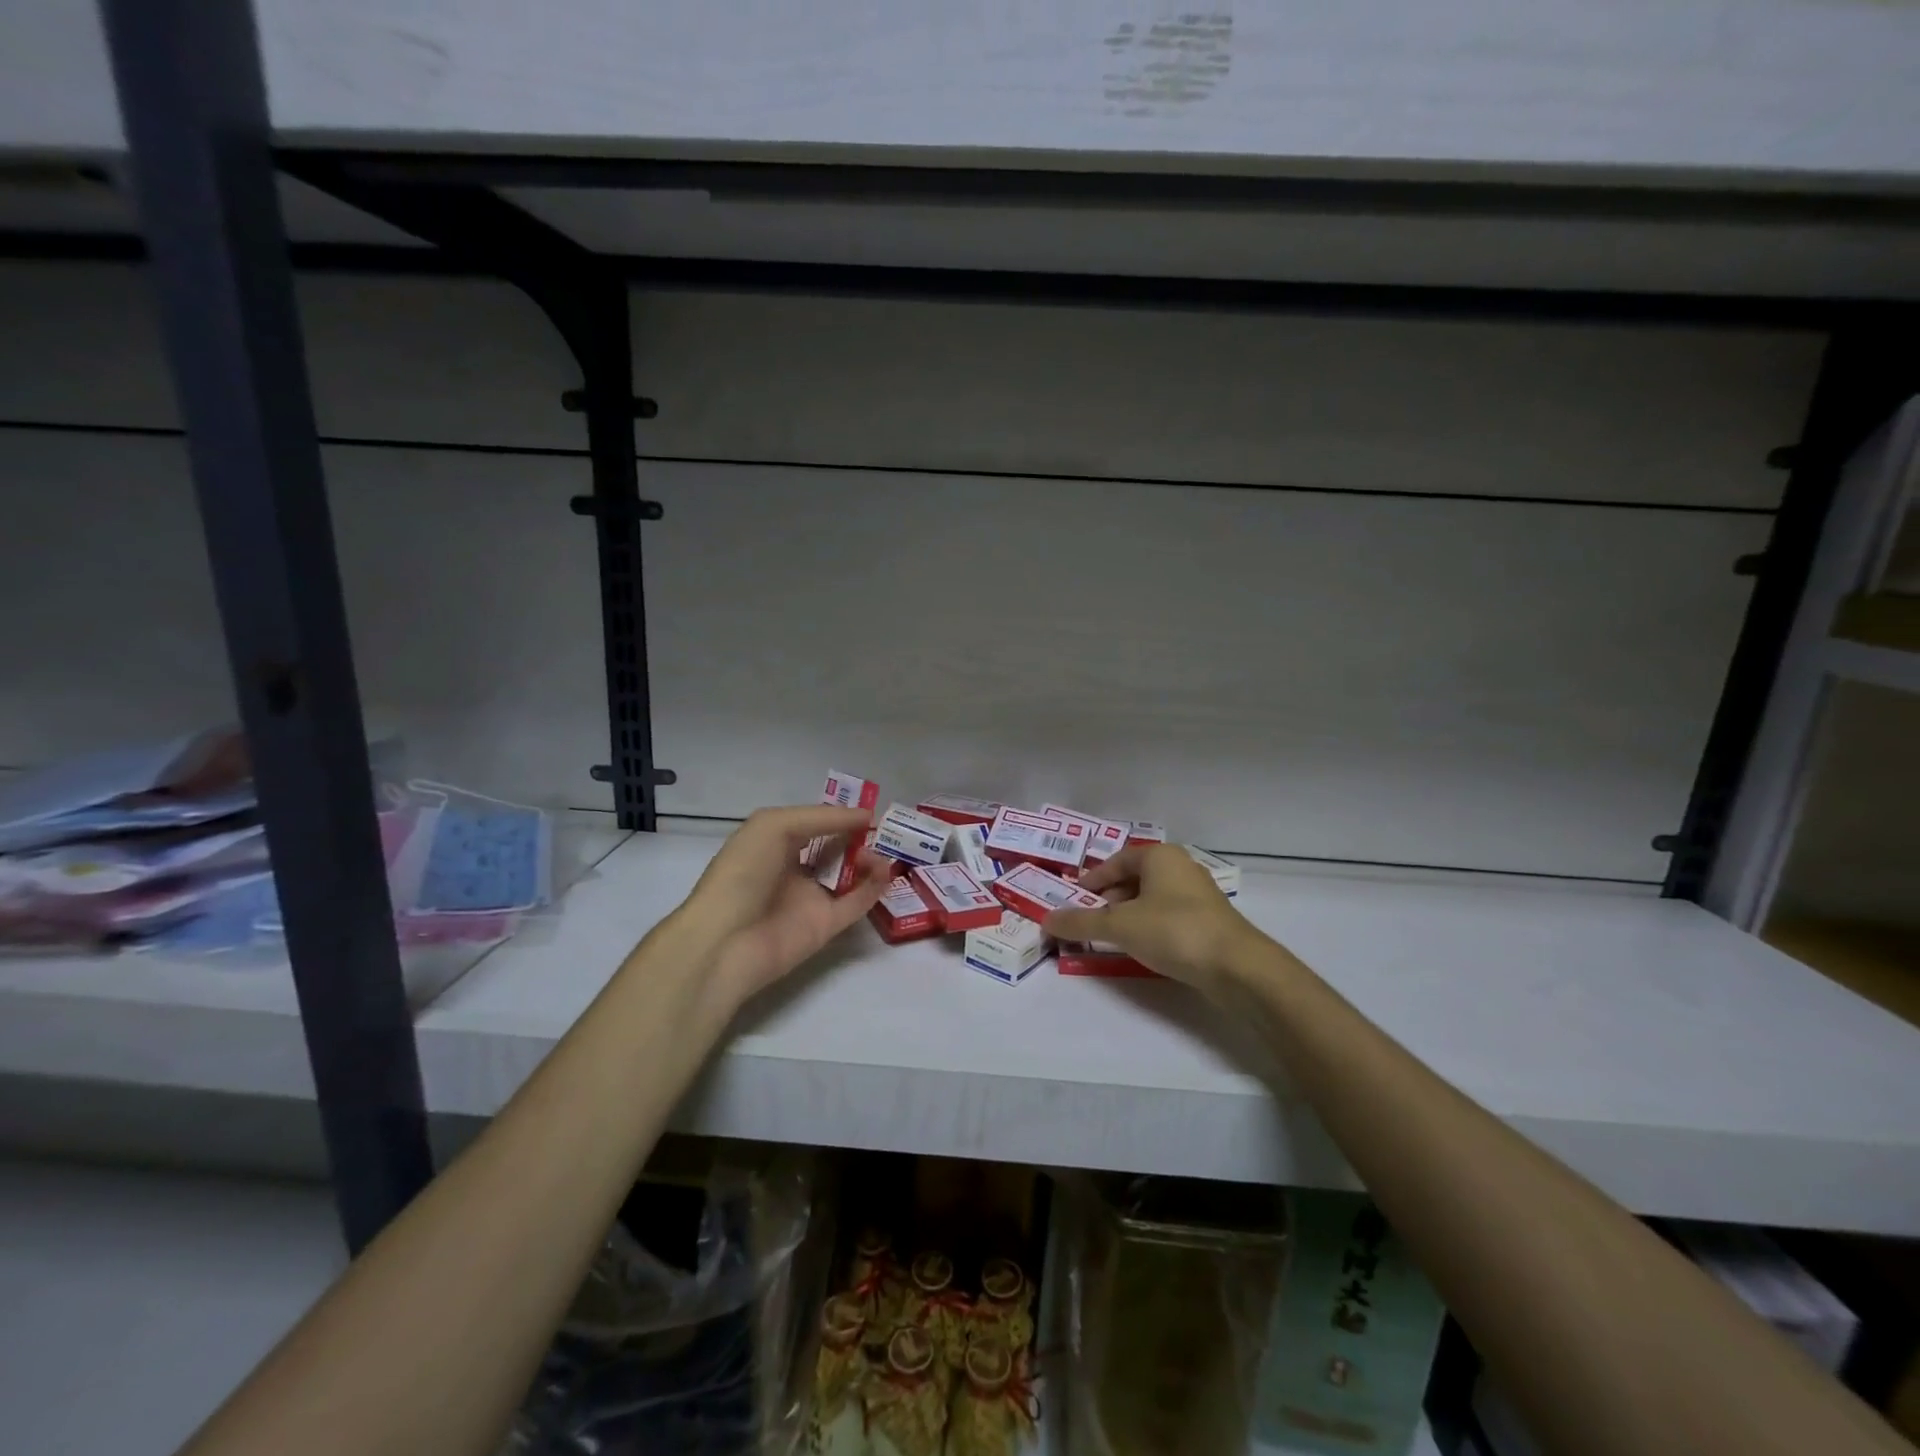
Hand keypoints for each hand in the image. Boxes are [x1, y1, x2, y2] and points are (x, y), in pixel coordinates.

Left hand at [676, 805, 892, 1006]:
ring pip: (849, 875)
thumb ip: (821, 818)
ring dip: (869, 860)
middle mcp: (793, 870)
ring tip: (880, 853)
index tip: (868, 809)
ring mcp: (810, 899)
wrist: (725, 940)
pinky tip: (885, 871)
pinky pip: (856, 904)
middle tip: (883, 829)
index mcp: (774, 844)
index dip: (839, 816)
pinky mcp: (826, 927)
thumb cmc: (743, 873)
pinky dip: (874, 887)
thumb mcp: (773, 826)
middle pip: (835, 848)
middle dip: (858, 837)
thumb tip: (865, 816)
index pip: (813, 824)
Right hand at [1042, 844, 1263, 997]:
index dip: (1092, 879)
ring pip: (1151, 899)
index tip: (1074, 899)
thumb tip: (1045, 919)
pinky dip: (1148, 927)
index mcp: (1160, 856)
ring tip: (1110, 937)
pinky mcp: (1208, 921)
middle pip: (1133, 878)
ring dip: (1127, 915)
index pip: (1117, 860)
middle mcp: (1180, 868)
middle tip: (1088, 920)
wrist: (1238, 967)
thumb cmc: (1174, 931)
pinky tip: (1141, 948)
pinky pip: (1167, 917)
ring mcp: (1198, 895)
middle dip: (1108, 899)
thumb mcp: (1119, 926)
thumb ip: (1080, 922)